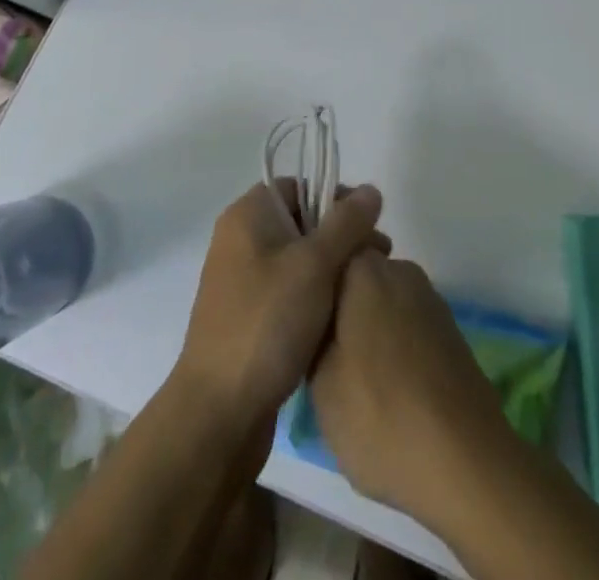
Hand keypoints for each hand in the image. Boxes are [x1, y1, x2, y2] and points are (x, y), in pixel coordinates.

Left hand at [174, 182, 387, 431]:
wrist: (219, 413)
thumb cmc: (267, 322)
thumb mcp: (315, 264)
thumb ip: (347, 222)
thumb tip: (372, 189)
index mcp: (248, 215)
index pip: (299, 185)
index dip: (336, 198)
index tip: (369, 225)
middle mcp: (241, 240)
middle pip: (302, 222)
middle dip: (342, 237)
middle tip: (379, 260)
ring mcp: (242, 281)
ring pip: (299, 260)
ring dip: (333, 270)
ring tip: (366, 291)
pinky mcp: (249, 318)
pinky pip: (290, 292)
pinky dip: (316, 298)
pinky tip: (341, 318)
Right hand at [310, 252, 513, 525]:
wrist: (465, 460)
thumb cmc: (379, 414)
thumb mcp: (320, 383)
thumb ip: (313, 338)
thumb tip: (320, 323)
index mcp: (363, 269)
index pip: (327, 255)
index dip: (309, 287)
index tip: (298, 323)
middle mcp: (400, 270)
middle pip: (356, 279)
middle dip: (339, 309)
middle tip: (321, 358)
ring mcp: (430, 299)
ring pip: (382, 303)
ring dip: (367, 331)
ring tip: (354, 382)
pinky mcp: (450, 330)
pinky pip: (407, 326)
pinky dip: (394, 349)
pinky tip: (389, 392)